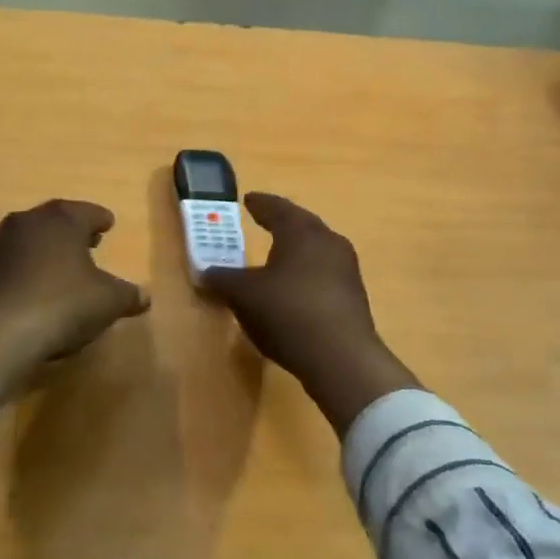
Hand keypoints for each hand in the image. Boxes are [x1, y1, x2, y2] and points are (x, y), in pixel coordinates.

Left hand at [0, 199, 149, 405]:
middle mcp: (29, 221)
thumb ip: (128, 295)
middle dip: (74, 231)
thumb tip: (144, 296)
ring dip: (48, 248)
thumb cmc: (62, 304)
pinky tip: (36, 287)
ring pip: (32, 238)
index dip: (101, 219)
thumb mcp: (108, 302)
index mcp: (62, 219)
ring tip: (63, 265)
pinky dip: (28, 267)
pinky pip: (14, 261)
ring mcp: (0, 243)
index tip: (108, 224)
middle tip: (90, 242)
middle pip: (56, 220)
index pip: (88, 212)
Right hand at [202, 193, 420, 434]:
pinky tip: (293, 291)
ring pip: (316, 250)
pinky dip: (305, 275)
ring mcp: (346, 269)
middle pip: (301, 225)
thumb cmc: (287, 312)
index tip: (249, 200)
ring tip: (276, 258)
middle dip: (281, 224)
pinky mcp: (353, 297)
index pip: (277, 208)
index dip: (260, 204)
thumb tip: (206, 273)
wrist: (341, 358)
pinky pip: (324, 275)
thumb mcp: (243, 295)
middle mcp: (328, 241)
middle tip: (263, 221)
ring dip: (295, 251)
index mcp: (301, 231)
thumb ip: (223, 280)